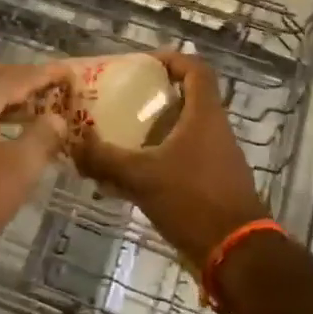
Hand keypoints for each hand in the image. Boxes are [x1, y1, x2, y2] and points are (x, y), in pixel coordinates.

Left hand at [0, 62, 70, 268]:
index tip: (70, 70)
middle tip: (50, 86)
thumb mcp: (20, 167)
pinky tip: (4, 135)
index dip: (47, 74)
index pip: (19, 77)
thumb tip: (56, 118)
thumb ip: (42, 136)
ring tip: (33, 109)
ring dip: (6, 99)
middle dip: (22, 79)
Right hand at [74, 51, 268, 265]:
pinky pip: (181, 161)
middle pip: (186, 100)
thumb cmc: (193, 200)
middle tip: (121, 102)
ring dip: (152, 133)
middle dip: (152, 99)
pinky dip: (157, 162)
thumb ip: (106, 159)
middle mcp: (214, 130)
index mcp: (205, 115)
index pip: (196, 69)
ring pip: (182, 133)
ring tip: (118, 140)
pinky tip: (129, 181)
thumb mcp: (142, 177)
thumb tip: (74, 144)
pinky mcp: (213, 185)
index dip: (171, 59)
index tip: (143, 63)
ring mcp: (217, 159)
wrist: (237, 254)